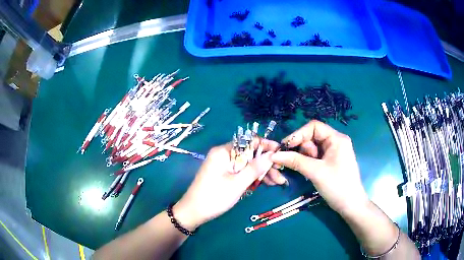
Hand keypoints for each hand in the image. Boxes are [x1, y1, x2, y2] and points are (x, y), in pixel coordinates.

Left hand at [173, 140, 278, 229]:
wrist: (193, 212)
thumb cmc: (214, 197)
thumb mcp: (237, 183)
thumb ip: (255, 168)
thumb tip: (272, 154)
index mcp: (224, 151)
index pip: (249, 142)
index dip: (266, 146)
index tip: (281, 152)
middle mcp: (224, 155)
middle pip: (250, 155)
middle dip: (266, 164)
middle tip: (281, 175)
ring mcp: (224, 166)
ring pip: (247, 165)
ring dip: (262, 173)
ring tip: (278, 182)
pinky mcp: (225, 175)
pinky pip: (242, 172)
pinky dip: (253, 178)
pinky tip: (266, 183)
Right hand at [271, 120, 368, 215]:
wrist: (351, 205)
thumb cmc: (337, 186)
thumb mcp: (316, 172)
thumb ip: (295, 161)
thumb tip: (274, 155)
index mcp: (336, 138)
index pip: (314, 127)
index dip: (298, 134)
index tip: (285, 147)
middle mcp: (335, 142)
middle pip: (312, 137)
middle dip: (301, 148)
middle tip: (293, 162)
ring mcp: (333, 152)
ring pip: (312, 148)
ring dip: (303, 157)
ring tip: (304, 169)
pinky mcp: (330, 162)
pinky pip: (315, 157)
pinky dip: (308, 162)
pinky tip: (306, 171)